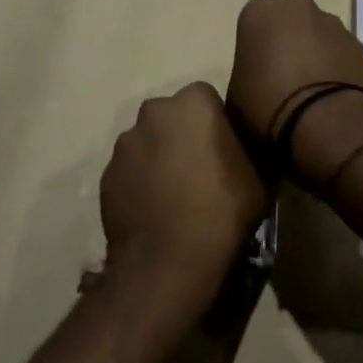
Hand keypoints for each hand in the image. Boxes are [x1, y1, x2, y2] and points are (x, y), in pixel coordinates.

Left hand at [99, 82, 266, 306]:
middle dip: (182, 135)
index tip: (224, 152)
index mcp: (193, 102)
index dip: (216, 124)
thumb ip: (245, 150)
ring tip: (173, 196)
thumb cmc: (221, 212)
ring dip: (159, 158)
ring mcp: (125, 142)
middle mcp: (154, 111)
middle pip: (172, 116)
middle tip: (198, 171)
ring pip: (148, 142)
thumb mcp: (256, 178)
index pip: (207, 99)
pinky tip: (153, 211)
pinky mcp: (106, 174)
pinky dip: (139, 182)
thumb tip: (240, 150)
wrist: (168, 263)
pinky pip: (130, 170)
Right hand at [227, 0, 362, 183]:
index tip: (257, 69)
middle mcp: (297, 6)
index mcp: (260, 12)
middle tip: (284, 75)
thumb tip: (255, 79)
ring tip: (312, 89)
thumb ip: (245, 73)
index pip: (254, 20)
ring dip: (315, 52)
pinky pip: (341, 52)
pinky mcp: (358, 43)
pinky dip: (337, 66)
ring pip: (319, 33)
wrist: (323, 119)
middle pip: (290, 19)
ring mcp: (332, 22)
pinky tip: (333, 95)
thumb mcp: (235, 95)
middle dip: (288, 39)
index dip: (256, 45)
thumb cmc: (267, 103)